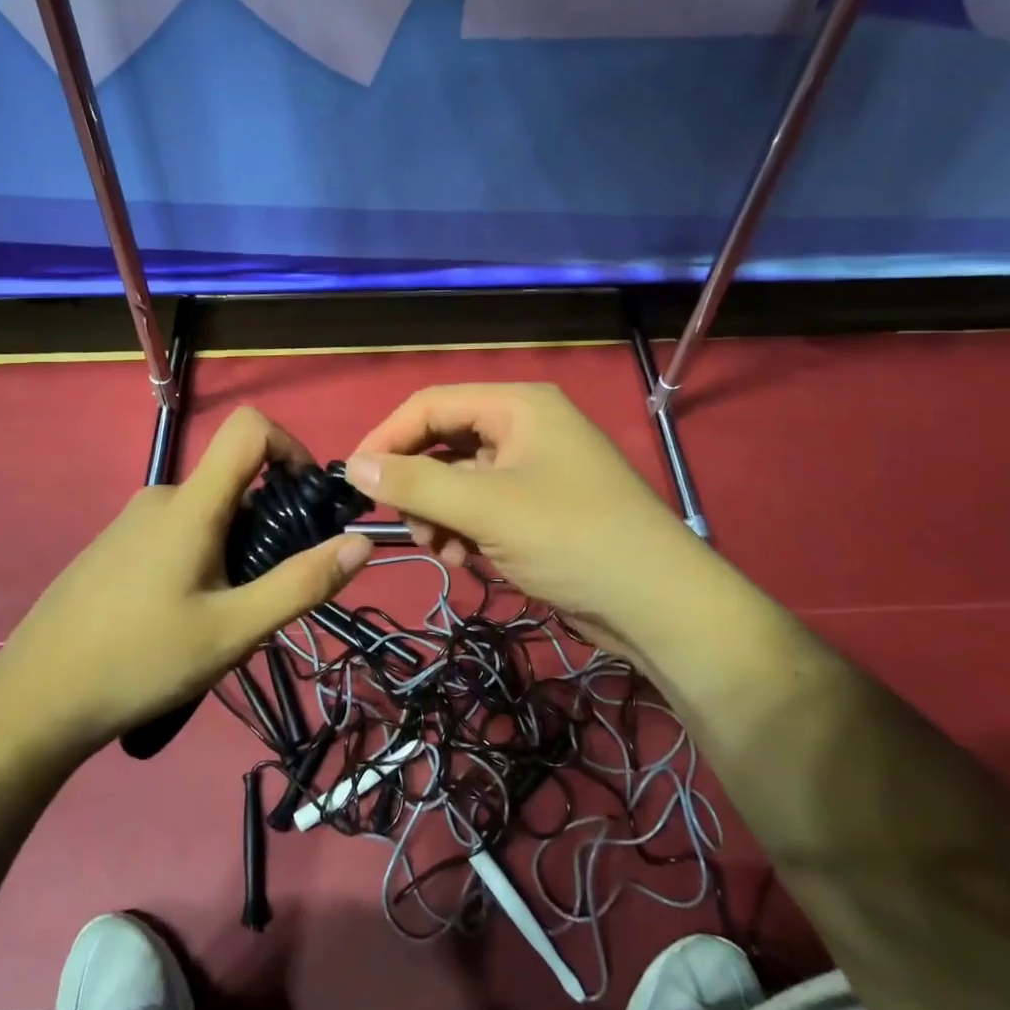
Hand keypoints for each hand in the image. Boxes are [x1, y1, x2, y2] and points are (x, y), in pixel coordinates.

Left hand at [0, 407, 372, 758]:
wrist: (33, 702)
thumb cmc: (140, 661)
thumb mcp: (233, 632)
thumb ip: (300, 584)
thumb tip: (361, 541)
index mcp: (191, 505)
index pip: (249, 428)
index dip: (290, 447)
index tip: (307, 500)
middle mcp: (161, 498)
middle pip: (235, 483)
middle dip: (267, 528)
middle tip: (263, 595)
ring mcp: (132, 522)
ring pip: (208, 516)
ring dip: (234, 552)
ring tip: (221, 620)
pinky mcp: (114, 547)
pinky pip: (177, 534)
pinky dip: (202, 560)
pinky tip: (181, 621)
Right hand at [346, 383, 702, 662]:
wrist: (657, 604)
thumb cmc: (571, 538)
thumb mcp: (485, 507)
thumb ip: (415, 482)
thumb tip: (352, 465)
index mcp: (517, 406)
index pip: (431, 405)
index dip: (388, 437)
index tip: (354, 479)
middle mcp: (524, 428)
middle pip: (443, 443)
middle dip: (419, 487)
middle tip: (408, 526)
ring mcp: (533, 470)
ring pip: (458, 482)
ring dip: (439, 516)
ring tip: (443, 553)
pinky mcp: (537, 509)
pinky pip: (481, 509)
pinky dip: (464, 533)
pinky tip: (467, 562)